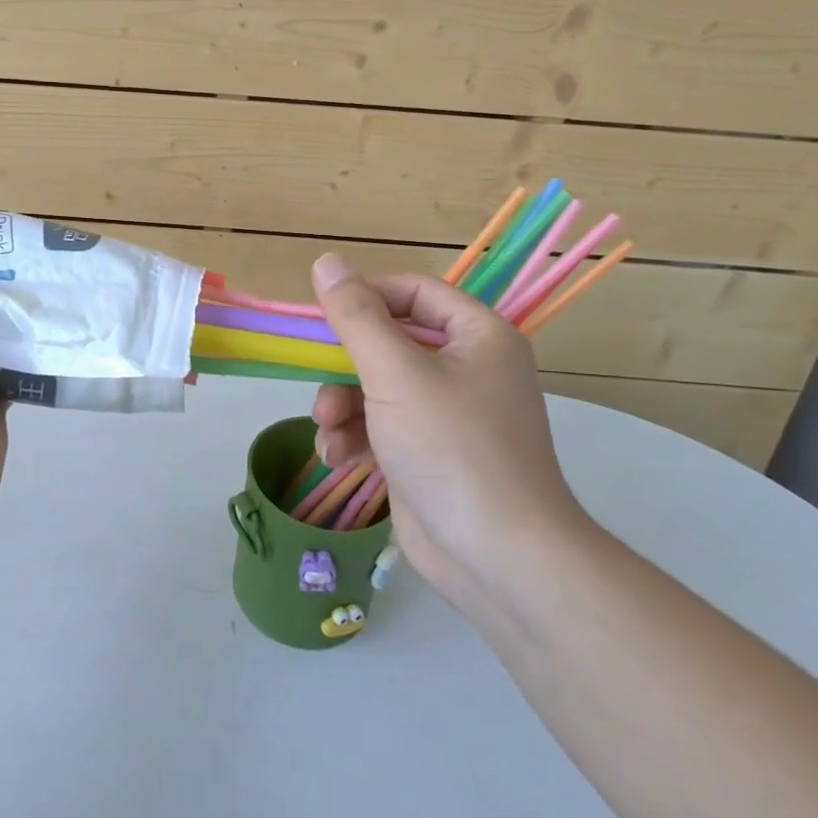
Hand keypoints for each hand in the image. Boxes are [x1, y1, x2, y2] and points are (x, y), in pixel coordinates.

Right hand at [309, 254, 586, 610]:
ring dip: (342, 406)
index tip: (321, 316)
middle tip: (319, 384)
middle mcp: (466, 368)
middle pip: (388, 342)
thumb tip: (326, 260)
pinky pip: (380, 426)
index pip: (414, 292)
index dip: (365, 297)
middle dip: (345, 366)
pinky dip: (355, 436)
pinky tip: (337, 457)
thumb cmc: (452, 448)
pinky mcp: (426, 453)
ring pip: (376, 387)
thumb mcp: (395, 373)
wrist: (497, 557)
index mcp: (477, 336)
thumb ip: (356, 316)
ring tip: (327, 431)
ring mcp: (447, 414)